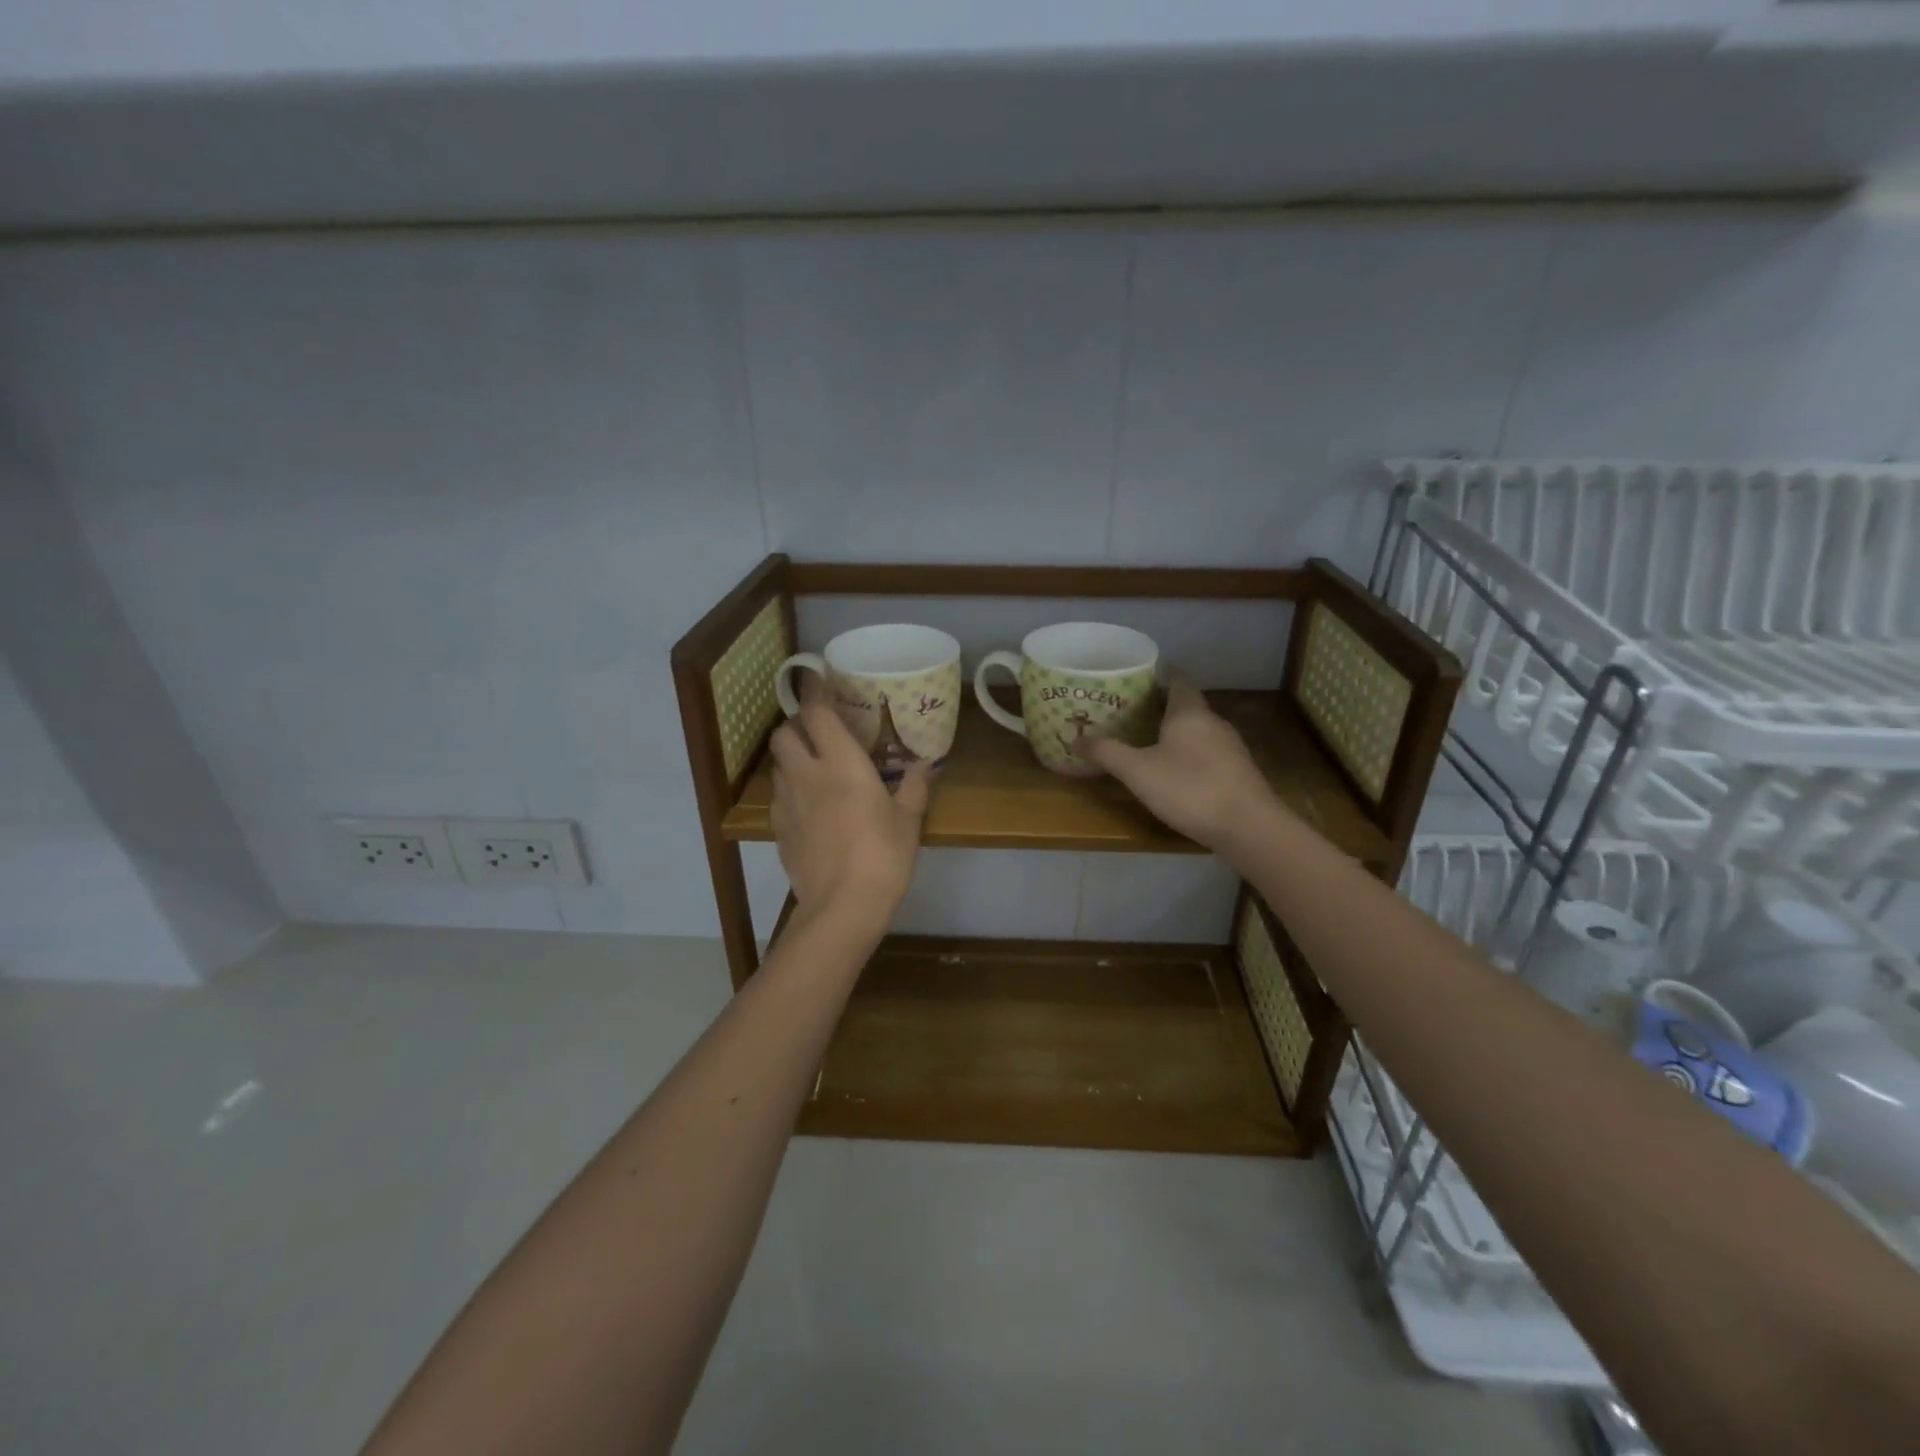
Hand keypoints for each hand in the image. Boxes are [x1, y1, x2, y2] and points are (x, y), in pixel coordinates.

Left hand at [769, 678, 931, 925]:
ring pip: (778, 765)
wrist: (842, 907)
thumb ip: (913, 788)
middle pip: (784, 734)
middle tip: (817, 730)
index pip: (817, 713)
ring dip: (791, 757)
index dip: (814, 691)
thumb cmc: (883, 856)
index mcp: (841, 764)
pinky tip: (808, 805)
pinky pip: (778, 797)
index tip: (816, 677)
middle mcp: (807, 775)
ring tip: (813, 767)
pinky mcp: (778, 830)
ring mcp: (787, 803)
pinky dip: (789, 790)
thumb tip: (924, 766)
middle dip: (796, 724)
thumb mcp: (908, 821)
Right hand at [1088, 676, 1281, 857]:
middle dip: (1161, 706)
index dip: (1159, 674)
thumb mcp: (1138, 771)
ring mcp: (1230, 747)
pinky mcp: (1238, 772)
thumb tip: (1076, 739)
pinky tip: (1175, 771)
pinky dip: (1189, 754)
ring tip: (1147, 739)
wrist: (1248, 827)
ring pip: (1198, 730)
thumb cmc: (1189, 788)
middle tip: (1130, 710)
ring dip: (1175, 732)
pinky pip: (1208, 752)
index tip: (1137, 675)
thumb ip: (1107, 753)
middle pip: (1186, 705)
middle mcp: (1213, 722)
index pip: (1177, 679)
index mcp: (1190, 712)